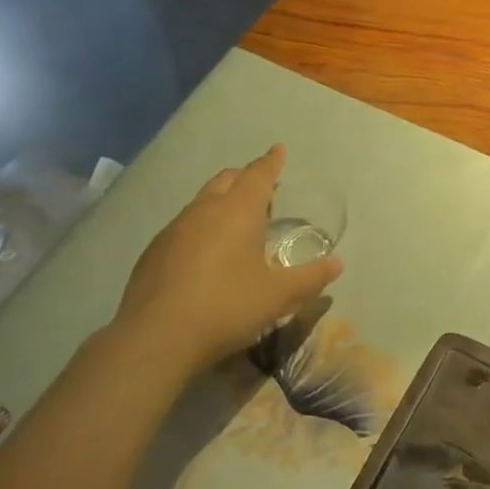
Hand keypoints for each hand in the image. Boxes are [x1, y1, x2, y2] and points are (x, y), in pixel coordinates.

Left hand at [112, 145, 341, 370]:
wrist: (156, 339)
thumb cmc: (227, 307)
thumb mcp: (278, 296)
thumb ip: (310, 277)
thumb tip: (336, 264)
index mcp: (237, 211)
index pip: (258, 175)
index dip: (271, 162)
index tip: (278, 149)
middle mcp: (204, 211)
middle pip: (227, 180)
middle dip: (246, 178)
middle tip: (264, 191)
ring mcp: (173, 230)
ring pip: (202, 202)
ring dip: (222, 202)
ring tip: (237, 224)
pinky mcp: (153, 253)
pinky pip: (184, 226)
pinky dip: (201, 227)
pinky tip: (206, 256)